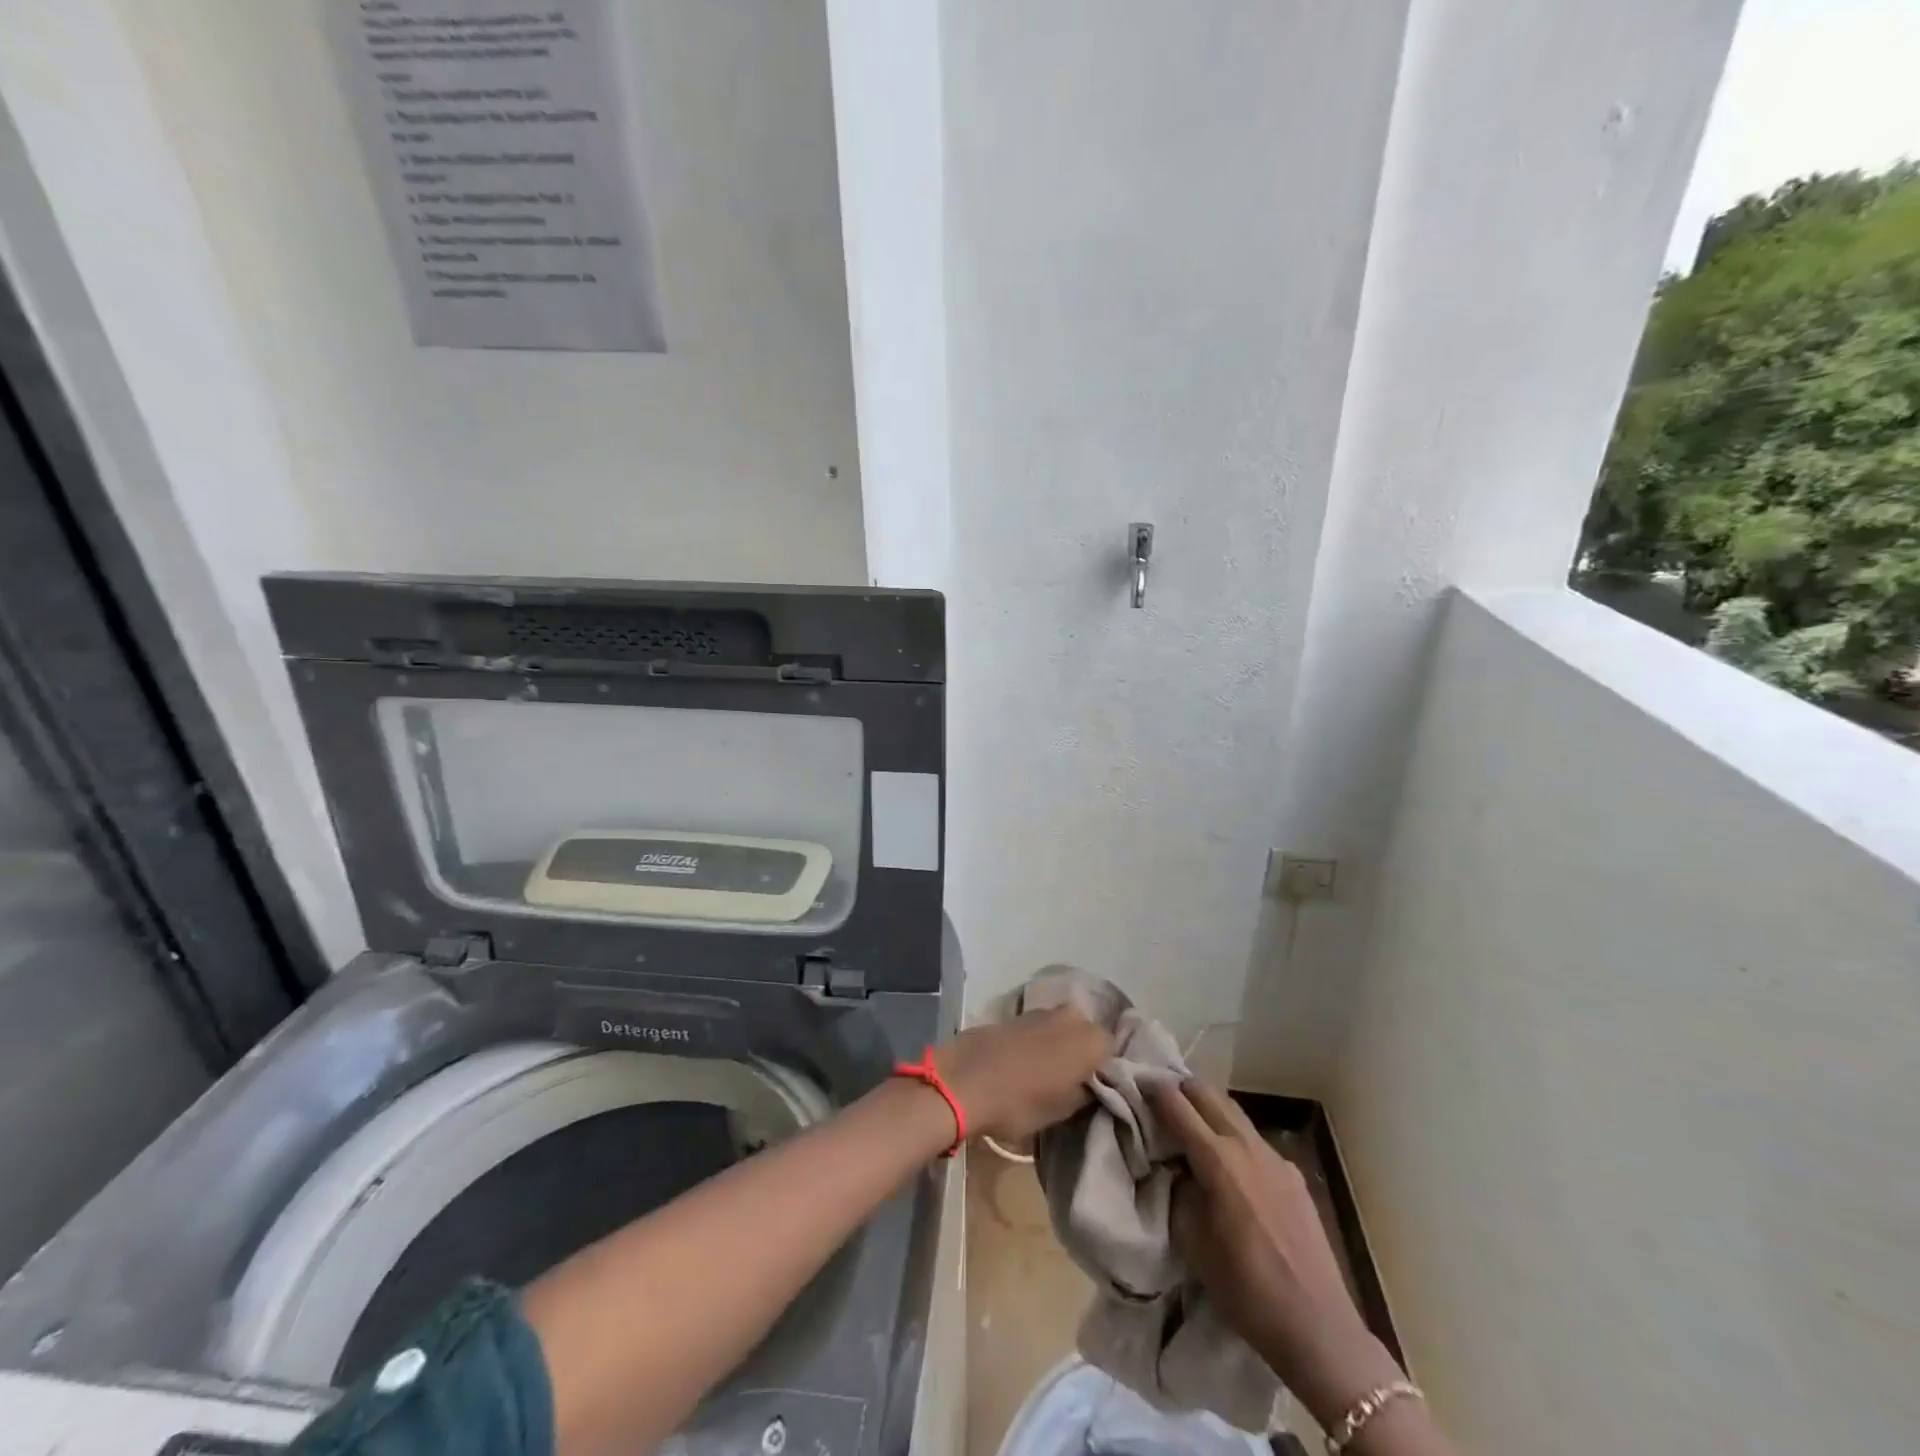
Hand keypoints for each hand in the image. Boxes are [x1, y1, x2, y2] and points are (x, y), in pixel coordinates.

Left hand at [931, 1007, 1110, 1142]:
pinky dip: (1037, 1042)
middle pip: (1088, 1035)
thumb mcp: (1062, 1110)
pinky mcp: (1015, 1014)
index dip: (1107, 1071)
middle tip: (1074, 1082)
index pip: (1114, 1051)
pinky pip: (1038, 1029)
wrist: (963, 1079)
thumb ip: (1086, 1093)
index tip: (1098, 1090)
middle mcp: (1072, 1017)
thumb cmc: (1019, 1101)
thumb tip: (1092, 1084)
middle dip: (1083, 1054)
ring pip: (1062, 1029)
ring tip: (1048, 1073)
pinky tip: (1025, 1062)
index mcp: (1091, 1039)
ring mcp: (1041, 1011)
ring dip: (1059, 1046)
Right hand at [1154, 1079, 1403, 1428]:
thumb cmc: (1245, 1288)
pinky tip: (1228, 1161)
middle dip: (1180, 1088)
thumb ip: (1177, 1191)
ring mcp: (1274, 1157)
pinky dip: (1232, 1134)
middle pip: (1207, 1093)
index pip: (1176, 1104)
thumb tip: (1174, 1167)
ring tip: (1189, 1120)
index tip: (1136, 1083)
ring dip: (1207, 1106)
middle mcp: (1246, 1145)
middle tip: (1159, 1095)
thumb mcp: (1191, 1242)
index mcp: (1217, 1159)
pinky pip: (1254, 1139)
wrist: (1317, 1326)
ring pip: (1233, 1111)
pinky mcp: (1293, 1174)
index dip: (1153, 1089)